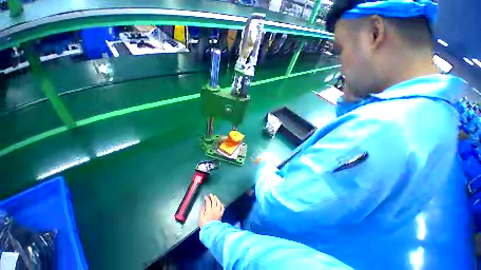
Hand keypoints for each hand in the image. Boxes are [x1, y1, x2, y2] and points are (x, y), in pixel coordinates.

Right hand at [199, 194, 224, 227]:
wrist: (211, 231)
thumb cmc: (205, 225)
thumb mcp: (201, 218)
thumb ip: (202, 211)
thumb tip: (203, 206)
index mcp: (208, 210)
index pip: (208, 202)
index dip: (206, 198)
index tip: (205, 197)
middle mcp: (214, 209)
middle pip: (214, 201)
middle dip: (212, 196)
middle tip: (210, 195)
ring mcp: (218, 211)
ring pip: (218, 202)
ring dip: (217, 199)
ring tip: (215, 196)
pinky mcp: (221, 214)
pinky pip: (222, 207)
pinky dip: (221, 204)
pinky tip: (220, 203)